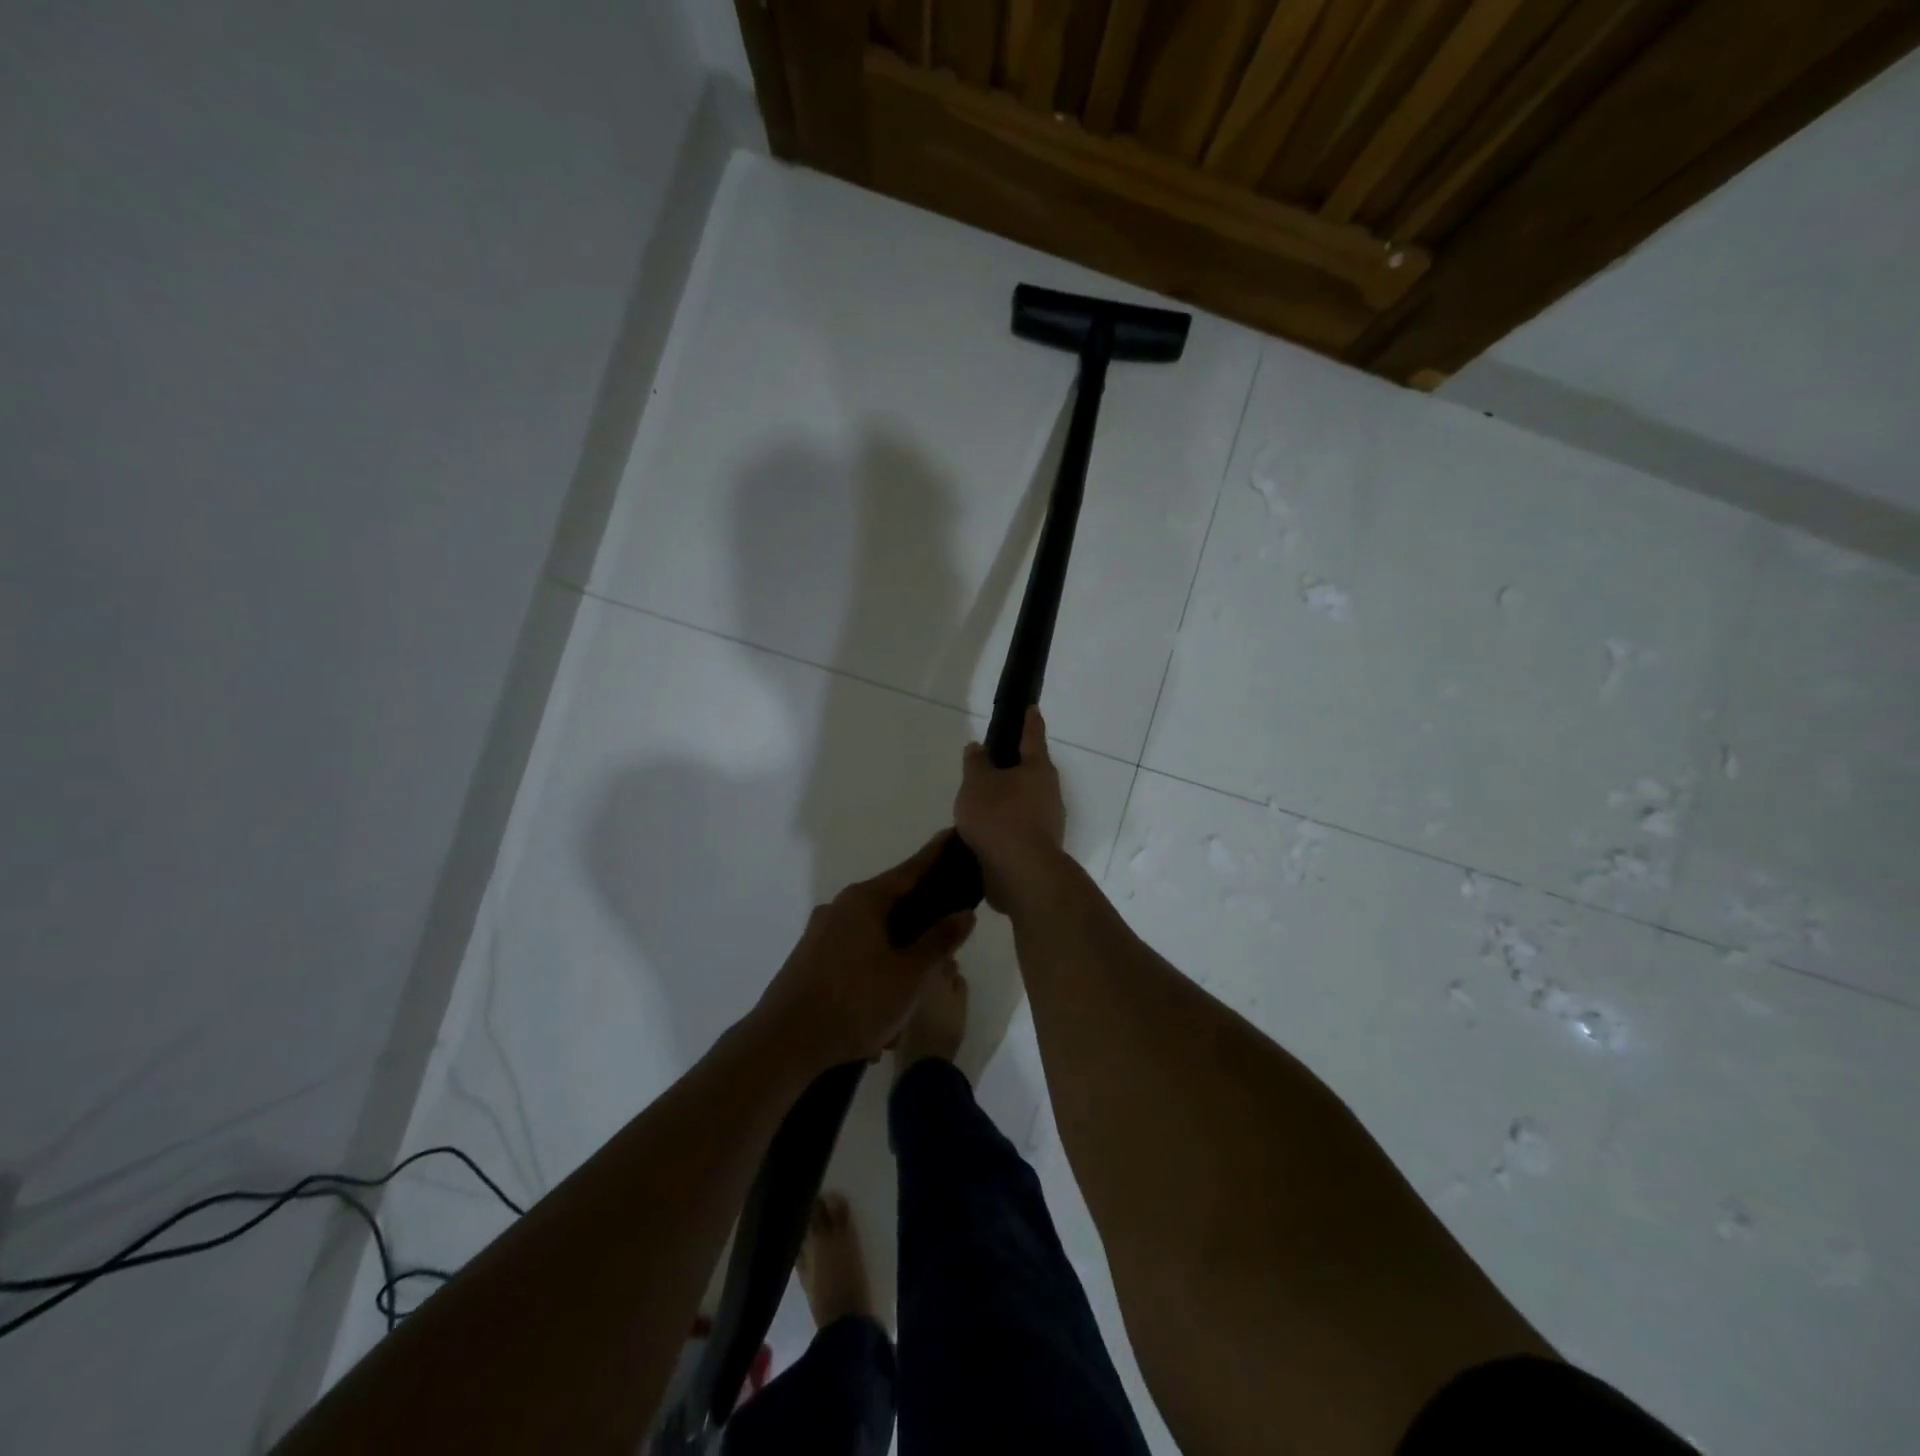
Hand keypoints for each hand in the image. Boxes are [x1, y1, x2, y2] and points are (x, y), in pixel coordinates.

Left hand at [756, 835, 976, 1070]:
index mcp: (865, 900)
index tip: (954, 837)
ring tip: (922, 973)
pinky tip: (887, 998)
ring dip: (899, 946)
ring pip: (874, 930)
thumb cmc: (855, 1002)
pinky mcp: (811, 958)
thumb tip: (965, 912)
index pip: (911, 869)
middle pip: (892, 899)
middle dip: (921, 910)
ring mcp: (821, 932)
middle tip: (951, 918)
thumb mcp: (910, 975)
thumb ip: (939, 941)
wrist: (783, 1043)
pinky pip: (855, 950)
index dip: (936, 855)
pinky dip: (877, 963)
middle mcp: (841, 906)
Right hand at [953, 707, 1066, 911]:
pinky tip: (986, 832)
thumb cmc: (999, 817)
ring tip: (980, 803)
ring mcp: (1048, 822)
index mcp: (1038, 769)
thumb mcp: (977, 783)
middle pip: (1031, 772)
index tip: (1032, 708)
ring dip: (1007, 800)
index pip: (1032, 736)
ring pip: (1025, 802)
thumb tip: (978, 747)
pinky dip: (1005, 825)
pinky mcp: (1040, 847)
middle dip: (1013, 767)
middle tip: (990, 764)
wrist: (1021, 872)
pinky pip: (1019, 827)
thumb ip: (976, 763)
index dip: (1029, 721)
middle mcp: (1049, 792)